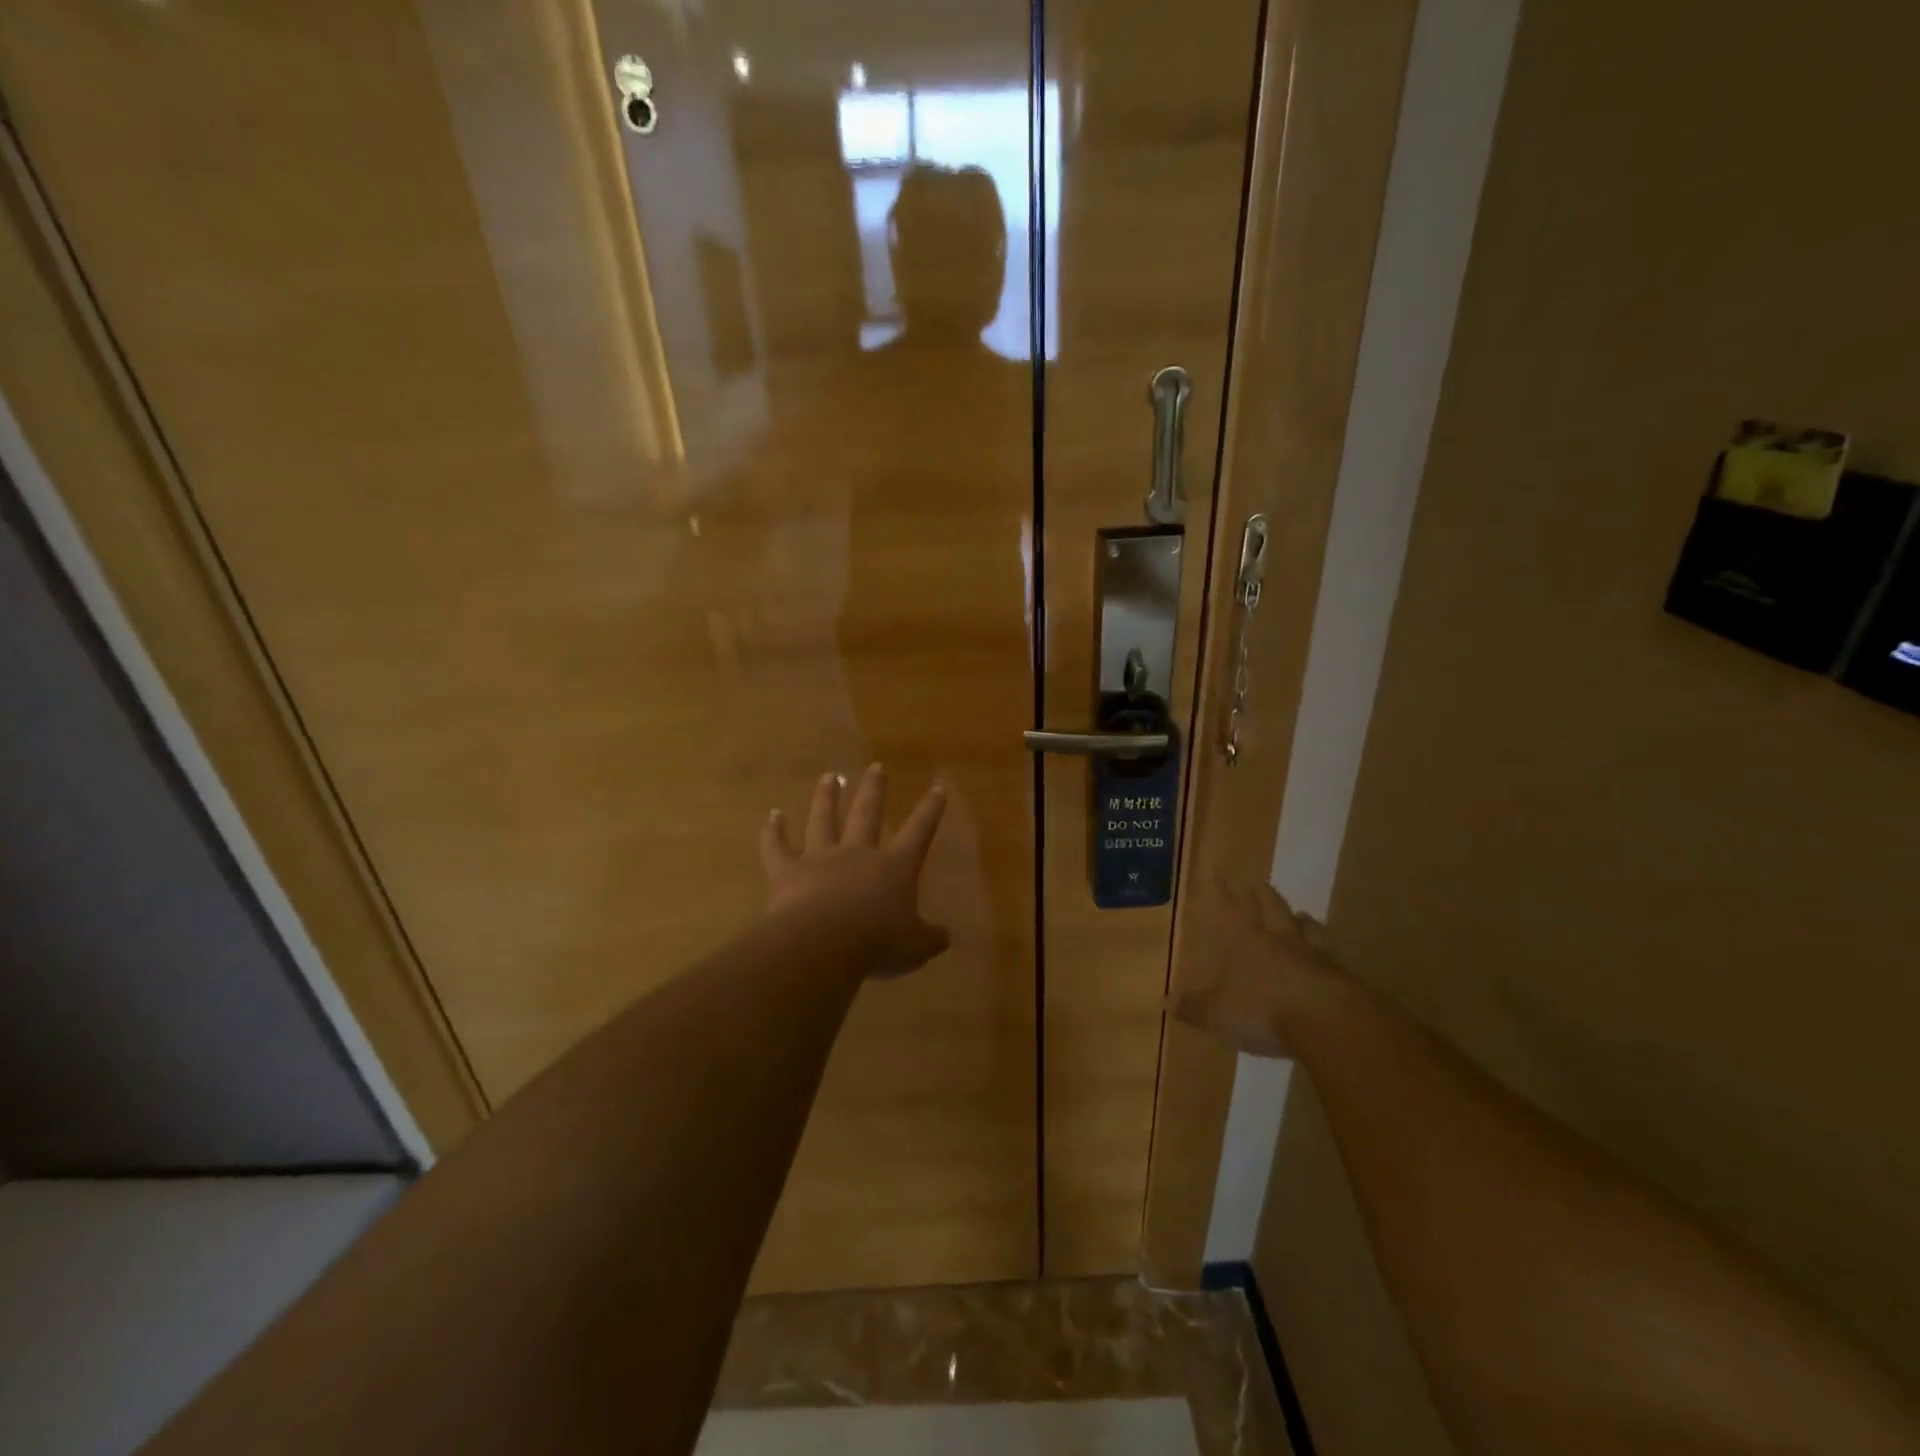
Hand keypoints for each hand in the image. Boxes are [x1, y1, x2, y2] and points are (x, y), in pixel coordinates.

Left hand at [760, 765, 950, 978]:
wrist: (823, 944)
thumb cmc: (877, 943)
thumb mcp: (915, 946)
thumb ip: (930, 938)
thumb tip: (946, 937)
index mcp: (894, 867)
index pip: (918, 832)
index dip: (930, 811)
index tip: (937, 788)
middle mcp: (858, 854)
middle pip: (867, 813)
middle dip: (874, 789)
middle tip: (876, 767)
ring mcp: (820, 858)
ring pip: (823, 820)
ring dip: (825, 797)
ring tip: (828, 776)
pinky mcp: (787, 871)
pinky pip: (777, 847)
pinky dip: (773, 832)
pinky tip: (772, 815)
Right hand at [1174, 882, 1341, 1057]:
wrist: (1328, 1023)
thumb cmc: (1263, 1009)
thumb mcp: (1218, 1014)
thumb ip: (1195, 1007)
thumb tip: (1166, 1001)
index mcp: (1245, 940)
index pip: (1229, 909)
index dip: (1221, 892)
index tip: (1217, 875)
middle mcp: (1279, 939)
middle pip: (1272, 908)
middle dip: (1264, 897)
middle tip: (1260, 886)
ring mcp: (1313, 954)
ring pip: (1306, 927)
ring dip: (1301, 920)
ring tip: (1300, 916)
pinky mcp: (1340, 976)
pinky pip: (1329, 957)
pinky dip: (1324, 955)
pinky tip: (1326, 960)